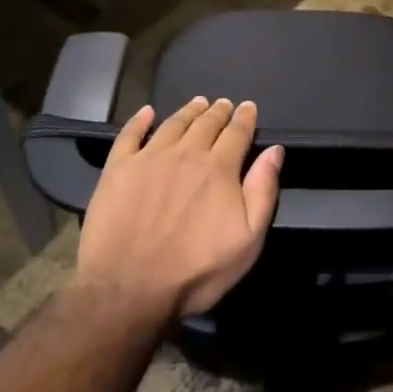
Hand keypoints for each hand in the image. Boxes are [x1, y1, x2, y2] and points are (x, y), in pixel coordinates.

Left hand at [76, 97, 283, 321]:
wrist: (128, 288)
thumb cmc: (195, 270)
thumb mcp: (248, 240)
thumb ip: (263, 191)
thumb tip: (275, 151)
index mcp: (219, 168)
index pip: (236, 133)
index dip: (244, 118)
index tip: (248, 107)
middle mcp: (186, 154)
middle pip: (206, 123)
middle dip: (218, 111)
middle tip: (223, 103)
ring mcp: (149, 158)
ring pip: (173, 124)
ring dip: (188, 111)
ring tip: (197, 102)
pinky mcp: (118, 169)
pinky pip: (130, 135)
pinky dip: (140, 120)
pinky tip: (147, 113)